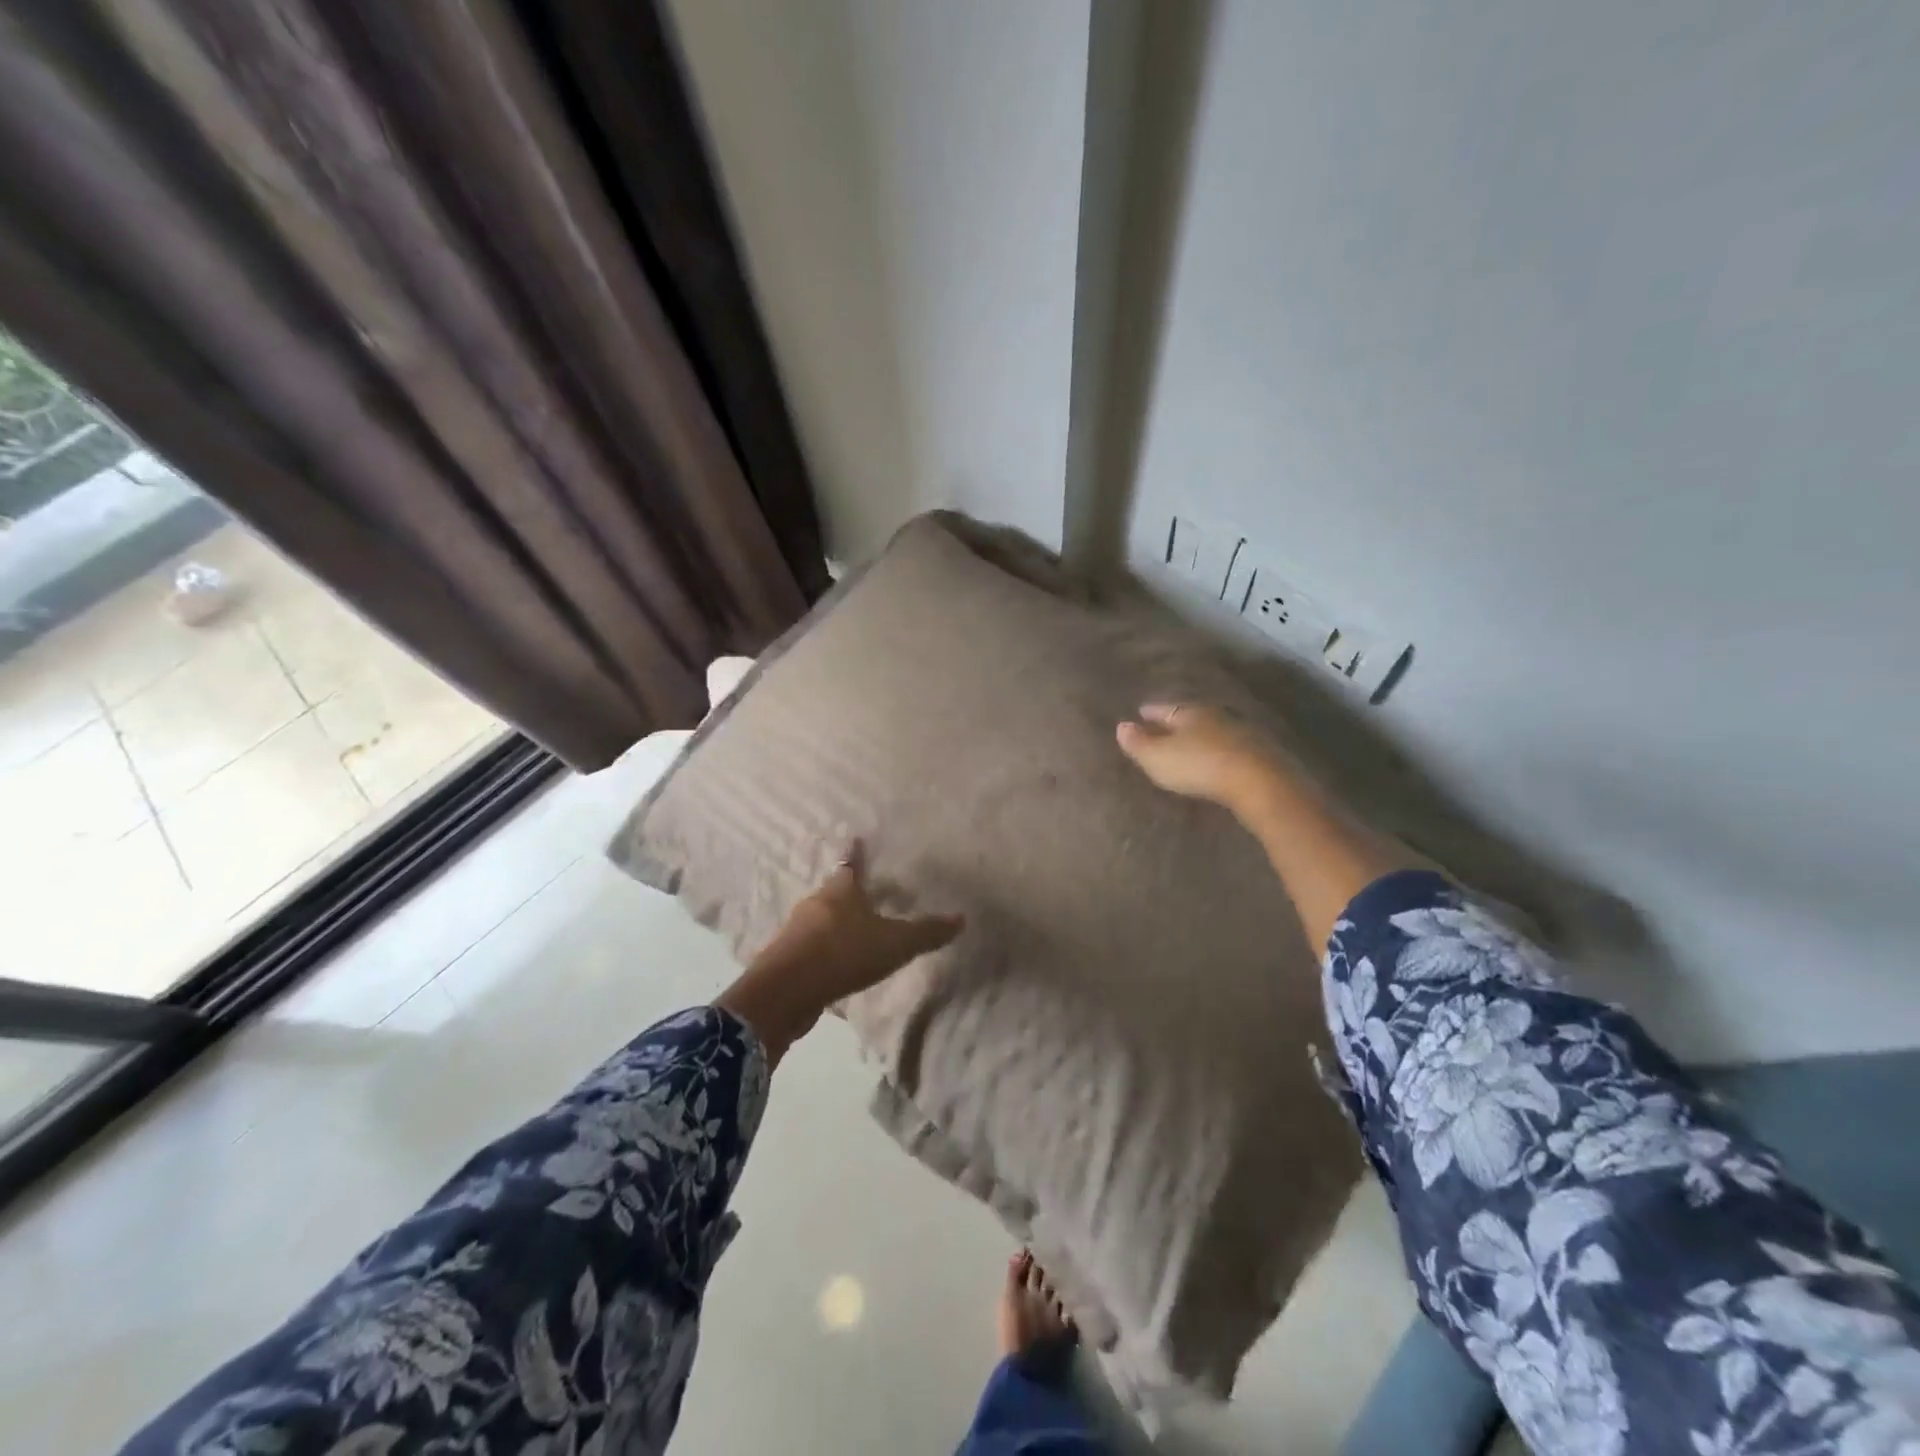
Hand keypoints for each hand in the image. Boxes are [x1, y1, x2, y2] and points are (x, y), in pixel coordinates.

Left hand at [716, 844, 962, 1064]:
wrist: (786, 992)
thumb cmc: (843, 953)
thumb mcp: (895, 943)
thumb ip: (926, 932)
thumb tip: (961, 918)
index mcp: (841, 890)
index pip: (851, 864)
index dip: (857, 854)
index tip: (857, 840)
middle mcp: (816, 903)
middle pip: (835, 891)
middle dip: (849, 892)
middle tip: (867, 893)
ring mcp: (797, 931)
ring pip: (821, 919)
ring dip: (836, 922)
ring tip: (855, 930)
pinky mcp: (787, 959)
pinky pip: (811, 947)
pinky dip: (825, 950)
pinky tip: (837, 963)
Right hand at [1115, 703, 1286, 814]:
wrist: (1257, 779)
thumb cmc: (1198, 765)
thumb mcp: (1157, 757)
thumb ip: (1138, 743)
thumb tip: (1121, 725)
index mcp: (1187, 712)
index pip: (1162, 708)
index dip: (1150, 712)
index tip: (1140, 712)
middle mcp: (1214, 714)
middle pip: (1190, 715)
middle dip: (1177, 720)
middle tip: (1165, 726)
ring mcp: (1240, 730)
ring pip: (1214, 728)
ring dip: (1202, 734)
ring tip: (1191, 742)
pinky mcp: (1260, 750)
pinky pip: (1232, 744)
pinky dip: (1221, 748)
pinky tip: (1219, 756)